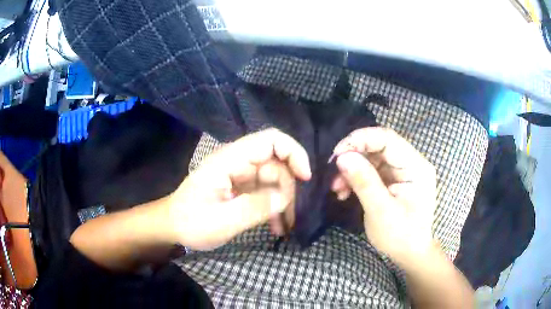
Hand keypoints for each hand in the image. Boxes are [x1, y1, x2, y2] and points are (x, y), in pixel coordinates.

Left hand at [167, 129, 310, 250]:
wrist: (172, 226)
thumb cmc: (191, 222)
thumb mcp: (223, 220)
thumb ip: (255, 207)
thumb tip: (286, 197)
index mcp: (230, 160)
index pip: (270, 140)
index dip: (293, 153)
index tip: (305, 178)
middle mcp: (238, 163)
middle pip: (276, 164)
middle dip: (288, 189)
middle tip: (291, 216)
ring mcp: (240, 176)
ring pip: (274, 181)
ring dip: (283, 202)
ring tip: (285, 227)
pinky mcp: (241, 188)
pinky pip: (265, 193)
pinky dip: (273, 208)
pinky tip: (276, 227)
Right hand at [331, 127, 435, 263]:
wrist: (409, 253)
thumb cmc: (400, 236)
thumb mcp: (381, 212)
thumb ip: (364, 182)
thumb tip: (342, 157)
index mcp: (416, 167)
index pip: (388, 139)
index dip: (360, 140)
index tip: (337, 154)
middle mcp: (411, 163)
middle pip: (379, 146)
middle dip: (354, 157)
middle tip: (333, 173)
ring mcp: (402, 170)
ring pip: (372, 157)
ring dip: (352, 169)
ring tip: (337, 188)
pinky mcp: (393, 179)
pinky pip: (372, 169)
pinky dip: (356, 177)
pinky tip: (345, 191)